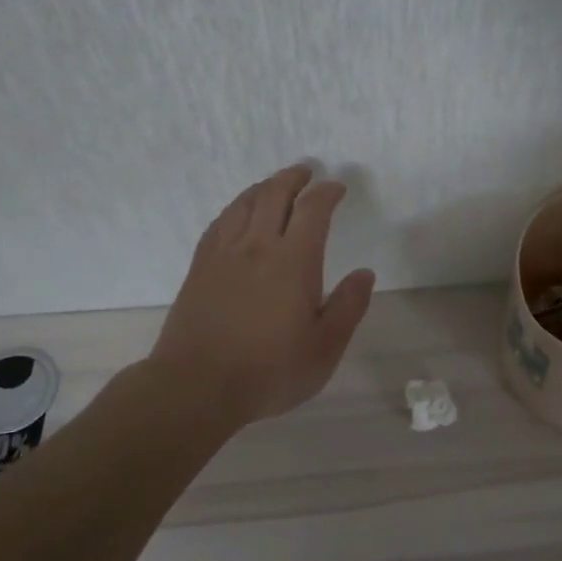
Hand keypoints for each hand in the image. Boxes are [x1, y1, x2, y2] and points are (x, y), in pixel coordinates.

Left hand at [150, 166, 374, 426]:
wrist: (196, 387)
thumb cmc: (269, 371)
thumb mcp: (324, 348)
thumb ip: (348, 307)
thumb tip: (365, 274)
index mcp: (294, 262)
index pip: (313, 210)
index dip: (327, 192)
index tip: (337, 188)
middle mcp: (257, 246)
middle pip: (274, 195)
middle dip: (293, 179)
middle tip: (306, 173)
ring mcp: (223, 255)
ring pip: (243, 204)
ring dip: (263, 188)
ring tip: (275, 185)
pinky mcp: (199, 268)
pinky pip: (219, 224)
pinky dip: (235, 209)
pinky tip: (238, 214)